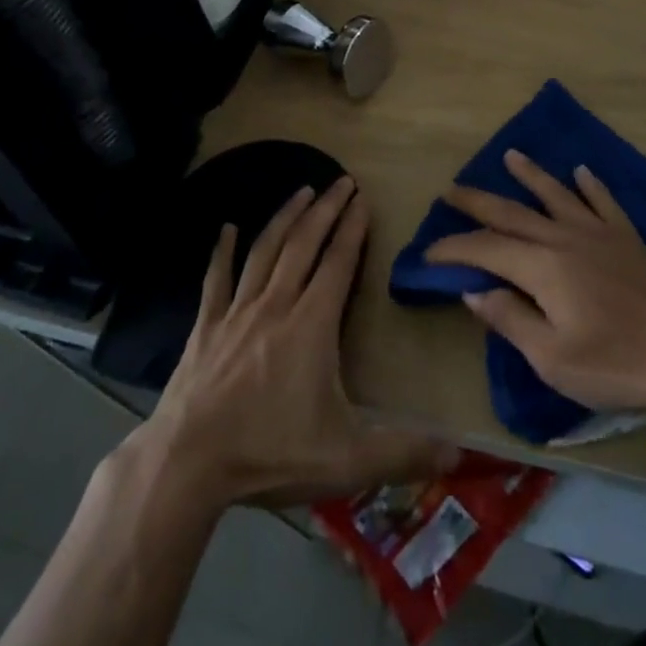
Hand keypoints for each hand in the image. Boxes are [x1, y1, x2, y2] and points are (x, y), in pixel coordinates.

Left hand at [134, 177, 460, 507]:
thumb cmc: (269, 454)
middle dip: (326, 209)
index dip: (353, 228)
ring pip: (265, 250)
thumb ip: (402, 452)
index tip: (363, 198)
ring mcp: (236, 312)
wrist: (186, 465)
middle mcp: (276, 304)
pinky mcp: (205, 326)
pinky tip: (226, 228)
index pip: (338, 262)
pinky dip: (222, 251)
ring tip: (302, 191)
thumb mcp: (346, 460)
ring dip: (286, 217)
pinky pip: (216, 278)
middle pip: (304, 244)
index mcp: (312, 325)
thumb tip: (458, 454)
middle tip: (341, 180)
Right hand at [425, 150, 645, 416]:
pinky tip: (581, 171)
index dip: (453, 247)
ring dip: (530, 174)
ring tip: (510, 155)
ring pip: (555, 194)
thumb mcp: (552, 358)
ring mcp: (598, 232)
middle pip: (511, 212)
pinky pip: (603, 201)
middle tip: (450, 190)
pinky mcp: (627, 237)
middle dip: (476, 201)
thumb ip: (509, 319)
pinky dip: (589, 185)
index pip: (485, 248)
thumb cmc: (616, 363)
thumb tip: (473, 289)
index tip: (427, 252)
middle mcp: (564, 237)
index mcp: (541, 267)